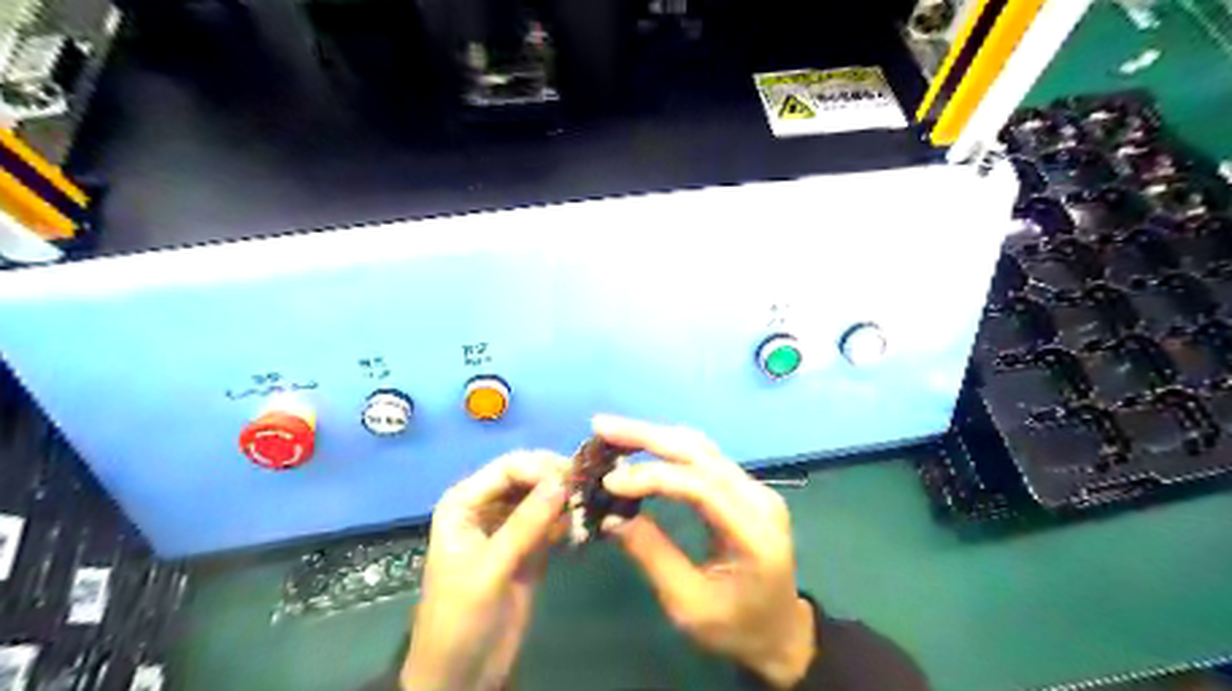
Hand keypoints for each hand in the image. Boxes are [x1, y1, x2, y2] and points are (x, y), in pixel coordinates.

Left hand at [401, 454, 569, 690]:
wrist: (463, 673)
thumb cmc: (461, 617)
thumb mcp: (491, 568)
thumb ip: (525, 523)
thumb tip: (562, 480)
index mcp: (465, 502)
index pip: (508, 467)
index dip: (540, 467)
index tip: (576, 477)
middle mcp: (488, 506)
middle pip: (528, 476)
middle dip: (558, 478)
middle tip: (591, 487)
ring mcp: (511, 525)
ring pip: (543, 496)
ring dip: (567, 497)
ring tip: (595, 502)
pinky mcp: (530, 547)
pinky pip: (553, 521)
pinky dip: (570, 520)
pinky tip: (587, 523)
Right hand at [593, 416, 816, 690]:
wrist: (781, 632)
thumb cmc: (736, 628)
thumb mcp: (689, 605)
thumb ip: (653, 556)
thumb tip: (611, 518)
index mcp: (752, 533)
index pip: (700, 486)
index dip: (652, 476)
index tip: (610, 482)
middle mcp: (759, 498)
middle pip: (700, 453)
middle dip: (648, 436)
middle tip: (603, 427)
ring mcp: (756, 489)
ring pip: (703, 447)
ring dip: (657, 436)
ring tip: (617, 431)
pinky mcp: (746, 488)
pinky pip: (707, 457)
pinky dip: (672, 446)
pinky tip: (646, 442)